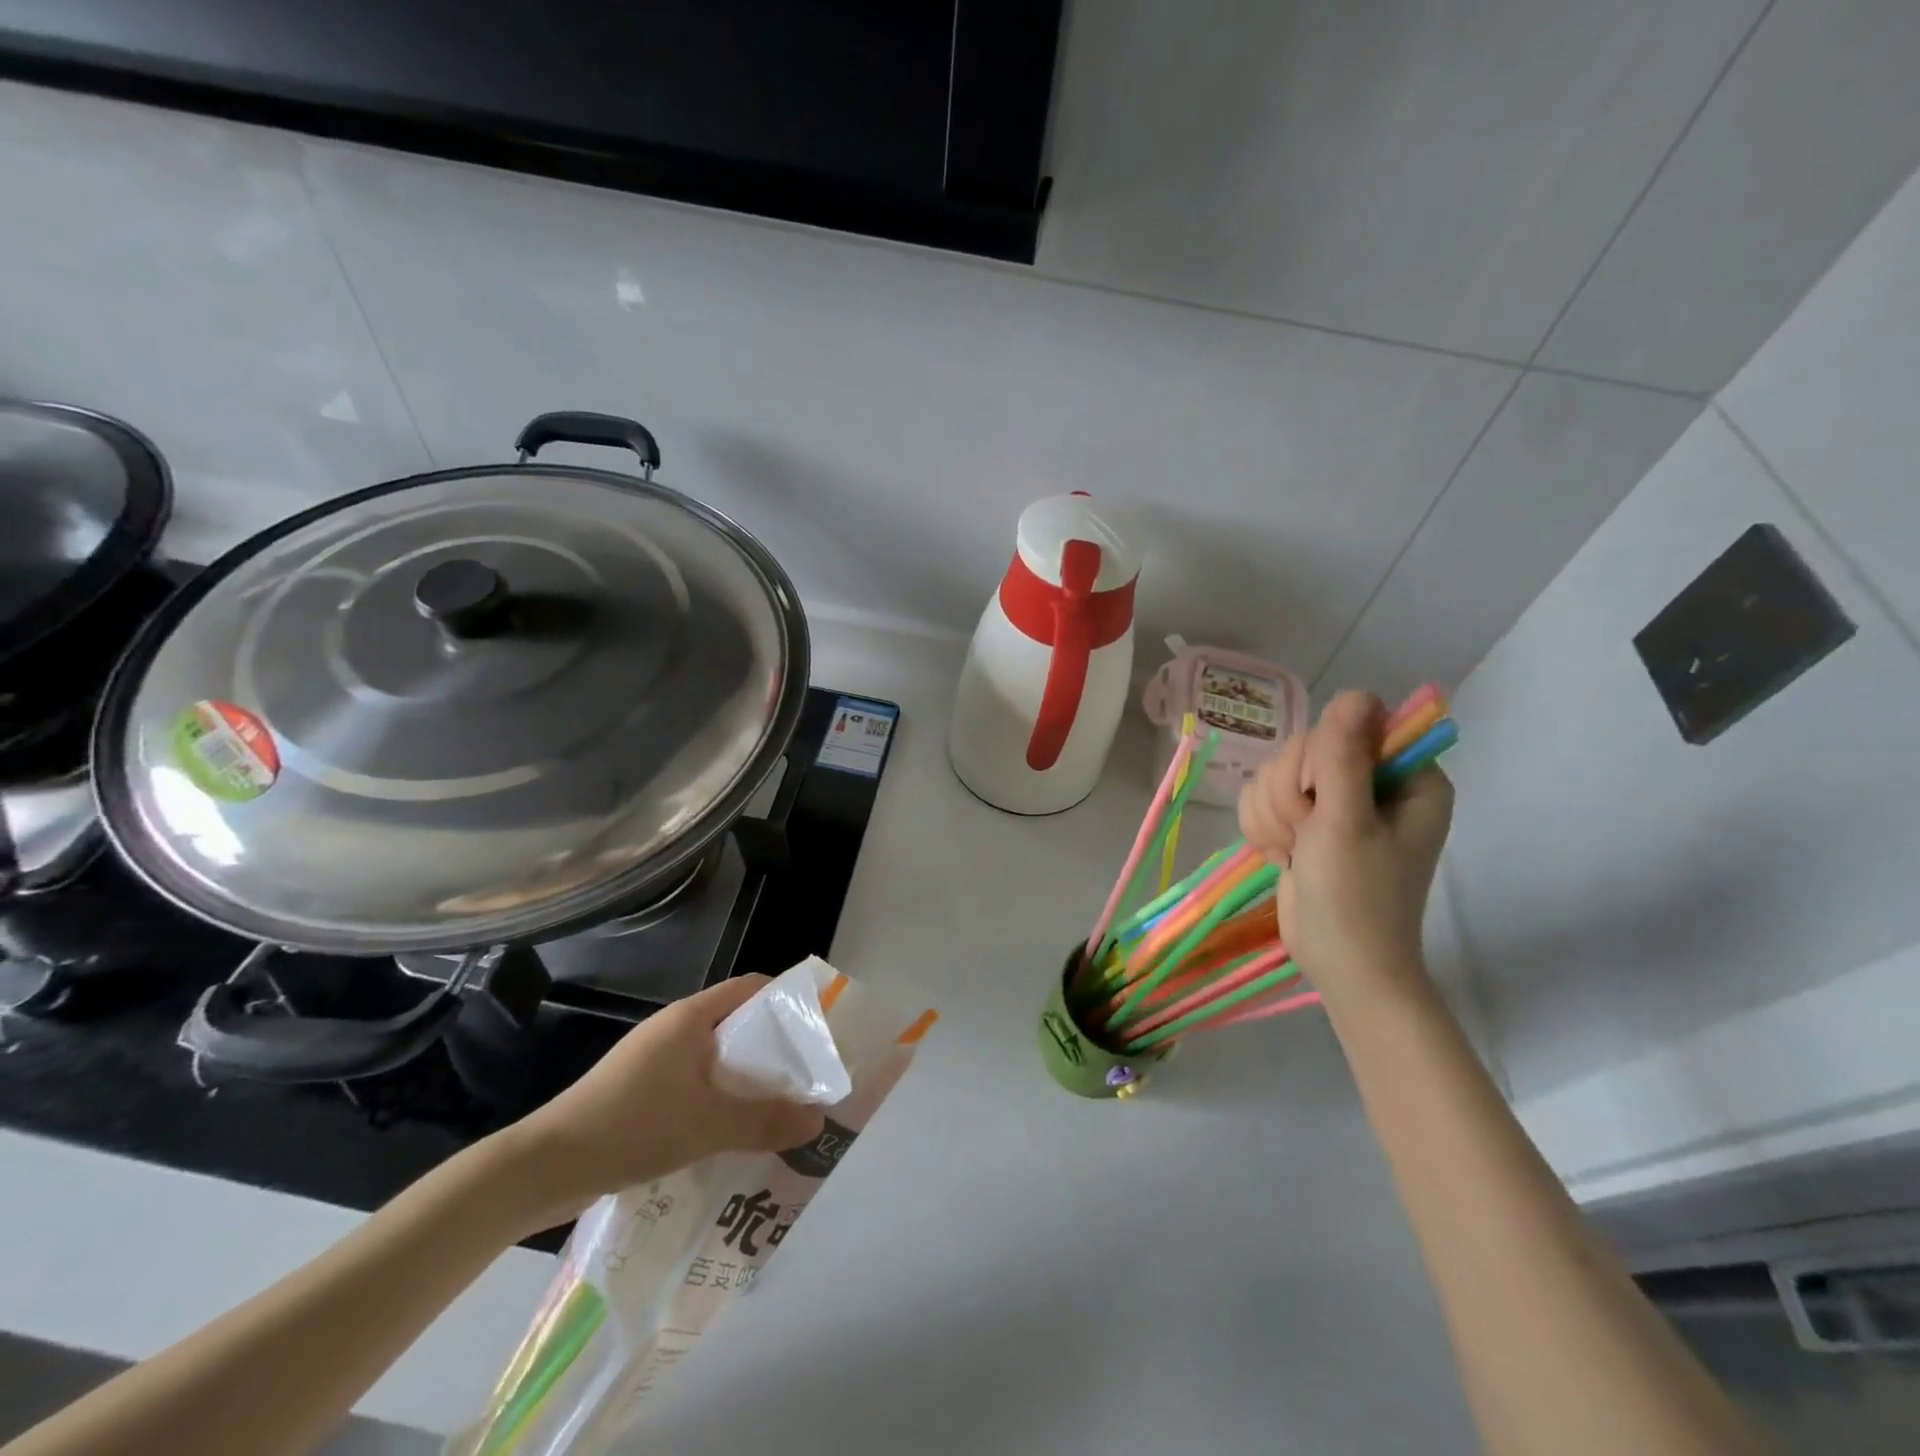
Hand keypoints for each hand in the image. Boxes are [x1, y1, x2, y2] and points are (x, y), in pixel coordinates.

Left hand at [493, 975, 827, 1231]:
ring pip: (715, 1059)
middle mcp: (673, 1030)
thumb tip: (819, 1121)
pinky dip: (719, 1100)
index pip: (751, 988)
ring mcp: (653, 1061)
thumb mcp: (707, 1125)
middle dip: (773, 1049)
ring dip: (746, 1080)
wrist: (543, 1168)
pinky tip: (732, 1134)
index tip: (817, 1028)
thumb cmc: (632, 1126)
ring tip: (778, 1108)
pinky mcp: (639, 1092)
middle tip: (806, 1077)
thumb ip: (765, 1121)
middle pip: (737, 1024)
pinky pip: (694, 1084)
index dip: (786, 1001)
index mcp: (690, 1018)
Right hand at [1238, 691, 1452, 1006]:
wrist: (1340, 964)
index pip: (1351, 724)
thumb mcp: (1347, 822)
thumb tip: (1354, 694)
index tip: (1322, 797)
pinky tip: (1282, 856)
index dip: (1324, 756)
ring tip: (1295, 851)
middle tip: (1306, 834)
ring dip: (1274, 814)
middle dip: (1291, 794)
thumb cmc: (1356, 897)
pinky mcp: (1304, 823)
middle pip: (1304, 747)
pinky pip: (1263, 797)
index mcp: (1406, 777)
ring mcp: (1335, 803)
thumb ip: (1344, 756)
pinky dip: (1264, 827)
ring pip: (1276, 772)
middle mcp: (1372, 782)